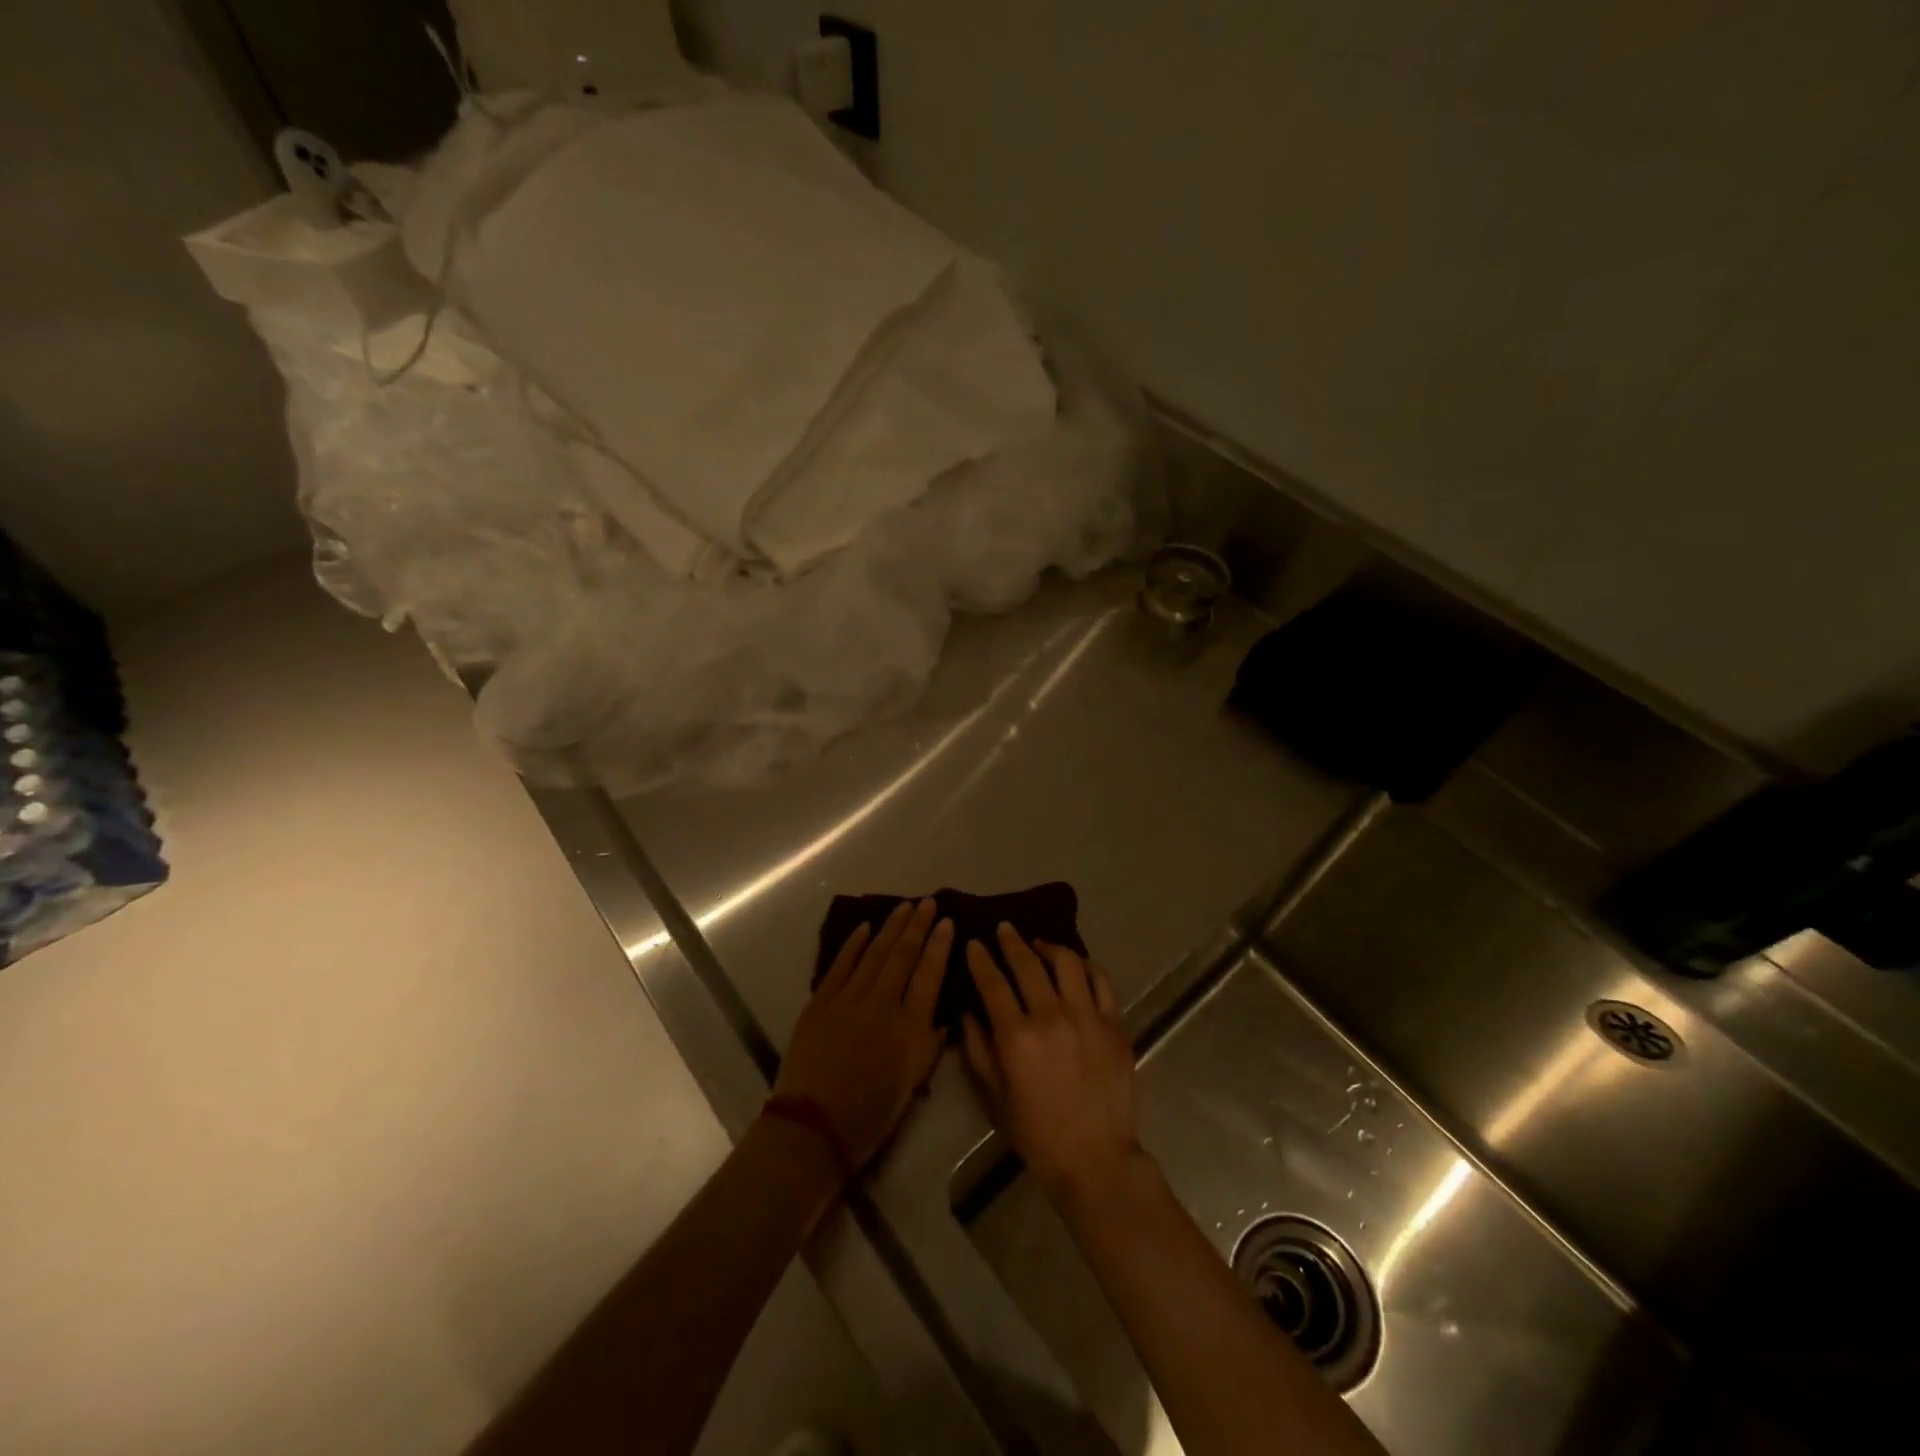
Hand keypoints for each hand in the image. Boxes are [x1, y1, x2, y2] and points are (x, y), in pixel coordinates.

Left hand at [774, 899, 952, 1169]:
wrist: (814, 1126)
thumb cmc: (871, 1113)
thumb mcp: (913, 1083)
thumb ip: (930, 1044)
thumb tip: (943, 1015)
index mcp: (910, 1026)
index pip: (930, 973)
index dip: (940, 945)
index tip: (948, 921)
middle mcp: (882, 1003)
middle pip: (903, 954)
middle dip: (917, 925)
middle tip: (927, 902)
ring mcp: (849, 998)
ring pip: (874, 952)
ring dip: (890, 927)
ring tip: (903, 907)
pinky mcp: (821, 1001)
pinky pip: (841, 964)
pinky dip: (854, 944)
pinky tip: (864, 927)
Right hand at [961, 923, 1142, 1201]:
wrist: (1095, 1158)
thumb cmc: (1037, 1133)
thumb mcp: (995, 1097)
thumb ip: (978, 1050)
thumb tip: (967, 1013)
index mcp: (1017, 1037)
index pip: (993, 983)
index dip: (980, 959)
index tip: (974, 943)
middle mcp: (1052, 1018)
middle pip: (1028, 965)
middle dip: (1011, 942)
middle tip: (1004, 928)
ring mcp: (1088, 1018)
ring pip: (1068, 963)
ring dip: (1049, 947)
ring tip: (1039, 944)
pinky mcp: (1115, 1025)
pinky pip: (1101, 982)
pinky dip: (1086, 966)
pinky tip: (1076, 964)